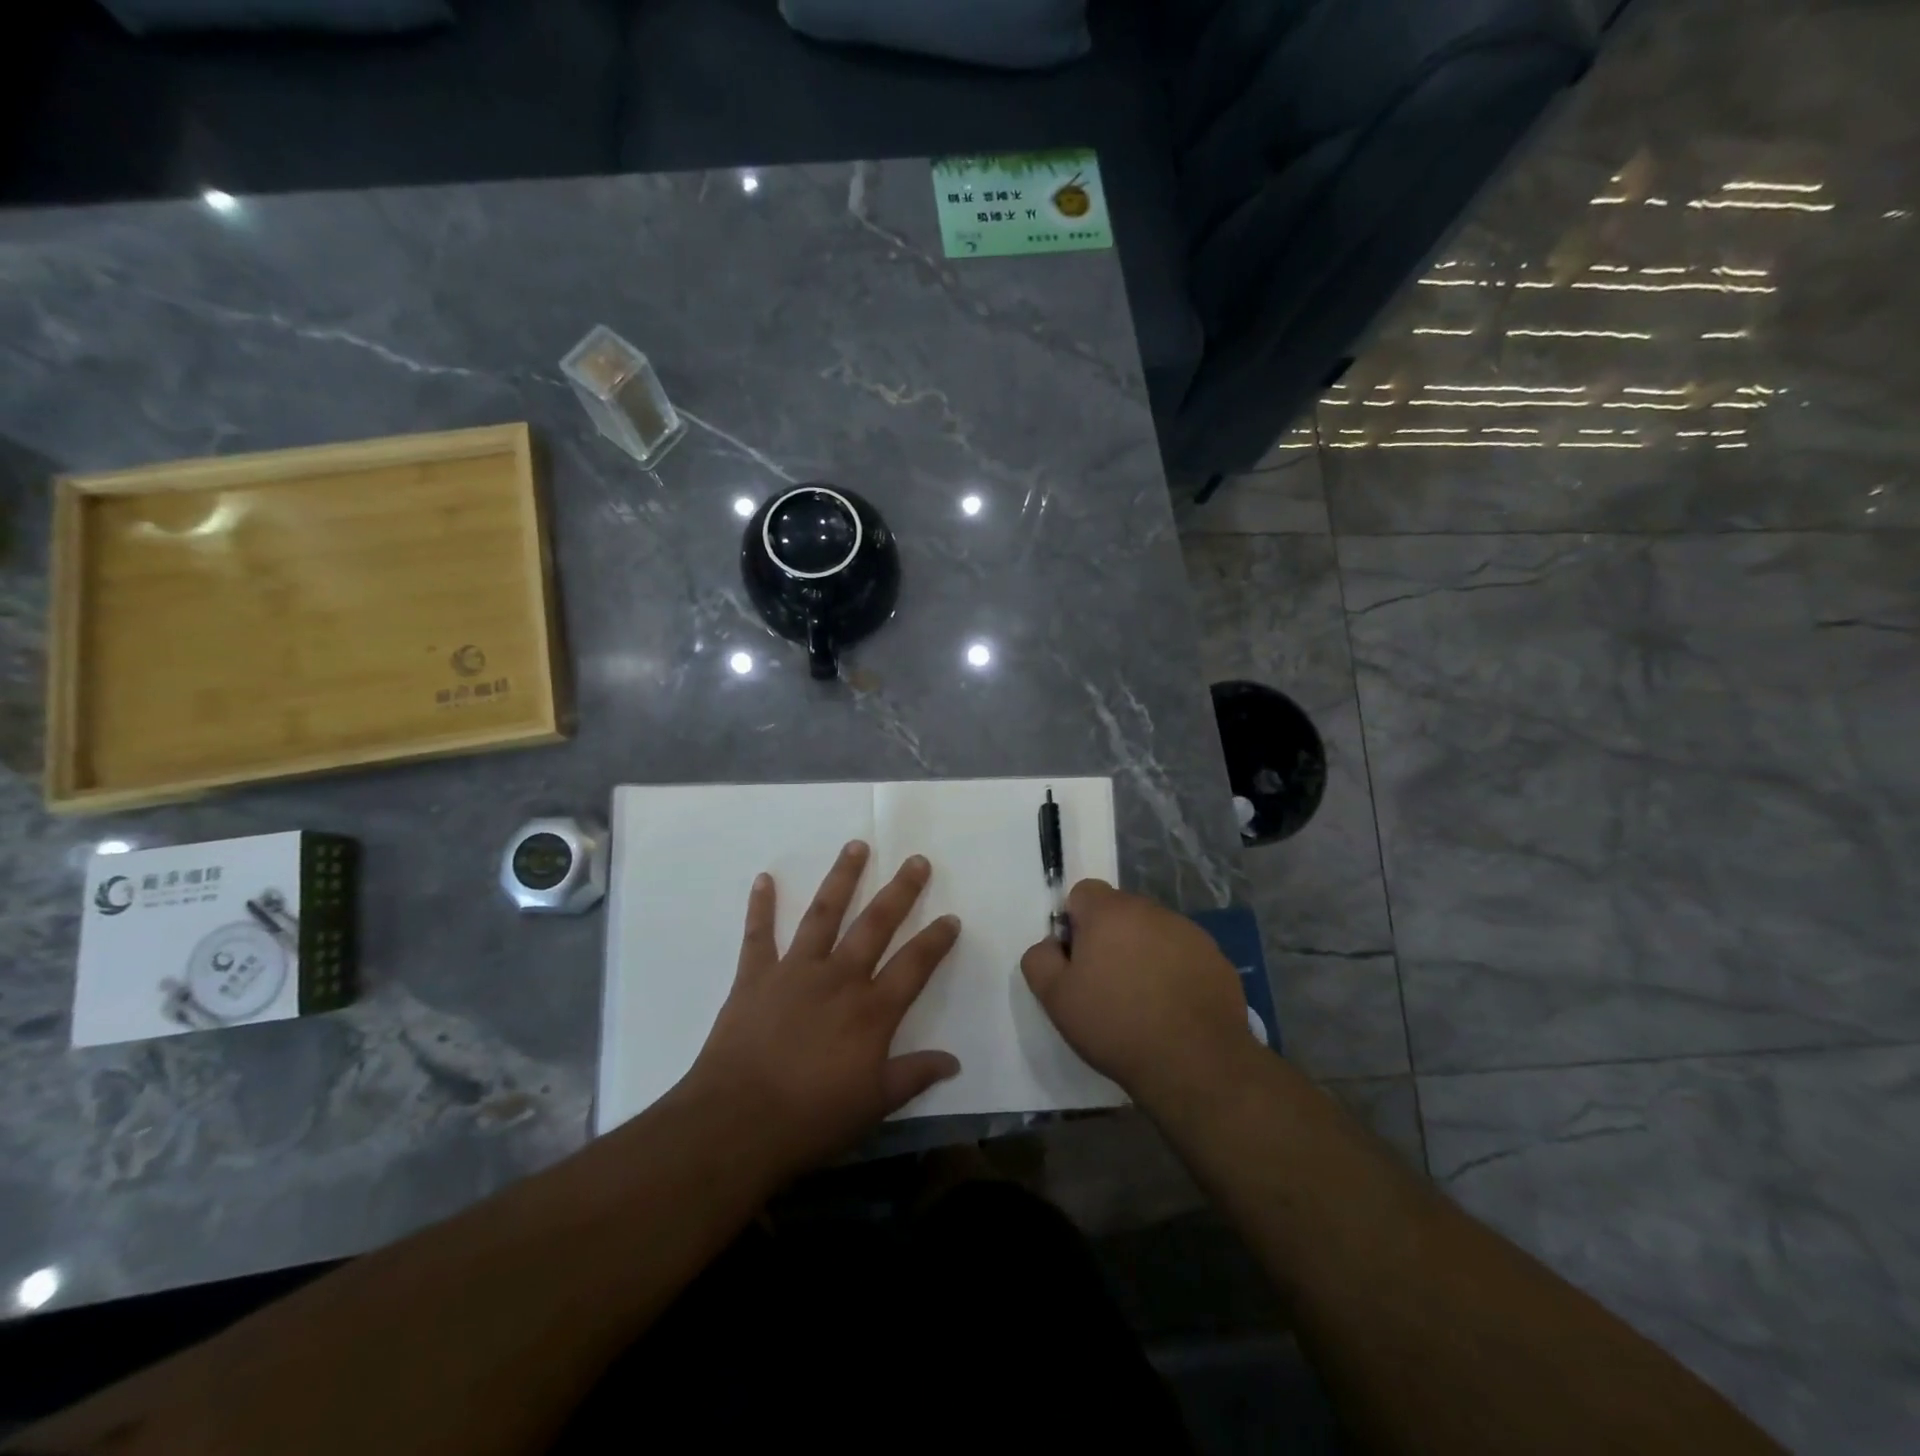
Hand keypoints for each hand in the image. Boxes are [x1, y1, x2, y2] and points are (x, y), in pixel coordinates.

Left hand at [681, 841, 960, 1178]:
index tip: (951, 917)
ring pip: (824, 914)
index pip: (914, 965)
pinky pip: (758, 934)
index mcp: (871, 1010)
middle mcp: (839, 978)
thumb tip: (954, 1061)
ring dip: (842, 878)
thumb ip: (914, 1076)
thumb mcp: (874, 1105)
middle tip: (917, 861)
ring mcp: (795, 971)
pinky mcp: (755, 976)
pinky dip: (760, 906)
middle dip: (900, 891)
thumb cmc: (811, 1118)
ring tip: (857, 846)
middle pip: (875, 925)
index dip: (936, 940)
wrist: (737, 1123)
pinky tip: (764, 878)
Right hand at [1020, 879, 1253, 1105]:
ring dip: (1143, 952)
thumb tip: (1052, 945)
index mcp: (1110, 912)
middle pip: (1120, 911)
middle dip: (1110, 937)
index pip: (1083, 893)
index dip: (1075, 923)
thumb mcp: (1055, 998)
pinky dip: (1174, 971)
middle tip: (1107, 984)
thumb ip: (1040, 959)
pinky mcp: (1217, 959)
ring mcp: (1190, 933)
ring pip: (1153, 932)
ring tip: (1143, 1000)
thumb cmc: (1116, 1025)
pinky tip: (1173, 1008)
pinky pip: (1184, 954)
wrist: (1194, 1063)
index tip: (1078, 961)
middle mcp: (1151, 910)